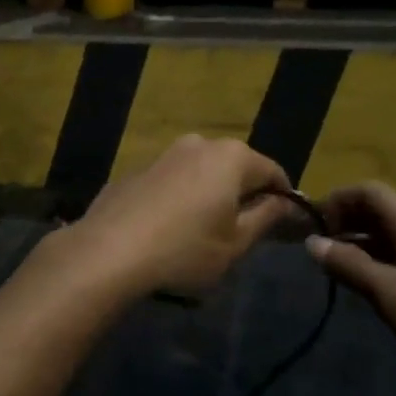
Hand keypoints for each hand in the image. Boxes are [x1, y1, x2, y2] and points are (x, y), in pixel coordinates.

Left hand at [55, 136, 293, 299]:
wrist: (108, 251)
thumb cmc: (185, 250)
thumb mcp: (236, 243)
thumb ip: (267, 218)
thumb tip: (286, 203)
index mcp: (232, 157)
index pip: (273, 171)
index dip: (284, 198)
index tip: (285, 225)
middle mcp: (200, 144)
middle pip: (237, 166)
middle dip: (246, 193)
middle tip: (246, 230)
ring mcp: (165, 153)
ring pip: (203, 171)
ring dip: (211, 193)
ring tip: (206, 231)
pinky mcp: (138, 169)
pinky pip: (173, 180)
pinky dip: (181, 197)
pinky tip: (170, 228)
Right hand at [308, 183, 395, 377]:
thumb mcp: (392, 294)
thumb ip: (350, 266)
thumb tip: (312, 241)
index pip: (367, 191)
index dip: (336, 201)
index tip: (313, 228)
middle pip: (378, 207)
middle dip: (345, 221)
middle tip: (320, 251)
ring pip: (389, 232)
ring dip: (360, 242)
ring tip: (337, 270)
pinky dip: (378, 259)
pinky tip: (369, 286)